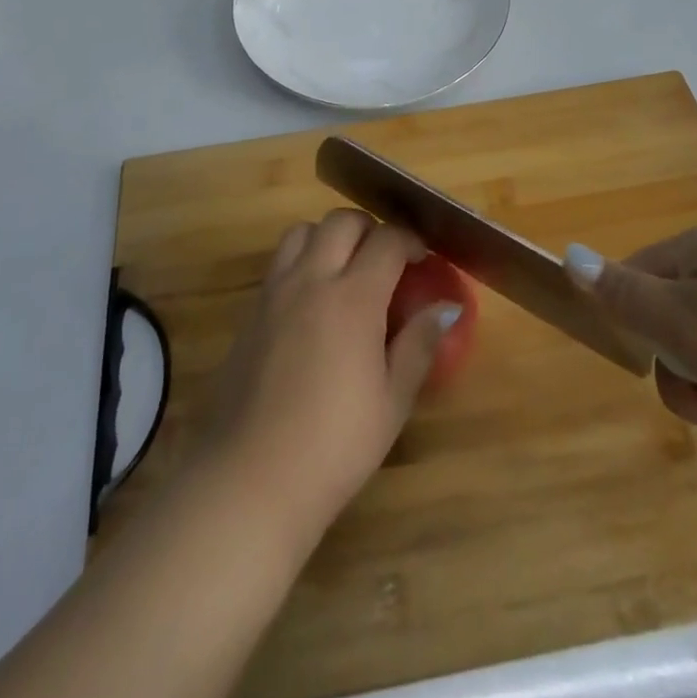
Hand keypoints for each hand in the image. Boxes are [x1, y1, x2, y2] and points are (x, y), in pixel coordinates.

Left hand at [192, 210, 459, 539]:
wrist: (252, 476)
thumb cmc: (335, 444)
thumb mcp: (392, 401)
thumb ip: (419, 344)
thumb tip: (445, 308)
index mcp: (353, 297)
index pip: (387, 240)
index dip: (410, 241)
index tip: (423, 259)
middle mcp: (311, 279)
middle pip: (341, 221)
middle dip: (370, 229)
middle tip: (386, 261)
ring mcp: (275, 291)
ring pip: (303, 231)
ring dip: (329, 237)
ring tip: (345, 271)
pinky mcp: (251, 311)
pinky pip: (280, 262)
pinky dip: (302, 260)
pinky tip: (312, 302)